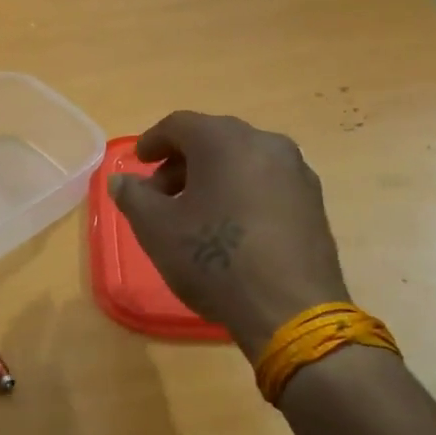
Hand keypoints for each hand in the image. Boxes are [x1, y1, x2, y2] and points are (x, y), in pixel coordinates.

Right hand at [109, 111, 348, 357]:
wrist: (290, 309)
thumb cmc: (214, 259)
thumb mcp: (156, 228)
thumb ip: (133, 196)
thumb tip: (121, 180)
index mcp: (224, 140)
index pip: (179, 125)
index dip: (152, 141)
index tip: (138, 162)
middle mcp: (265, 143)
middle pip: (213, 139)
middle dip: (181, 162)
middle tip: (160, 193)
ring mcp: (295, 171)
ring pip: (242, 160)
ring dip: (212, 177)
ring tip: (194, 213)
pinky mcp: (313, 201)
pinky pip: (266, 182)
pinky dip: (241, 191)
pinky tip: (230, 226)